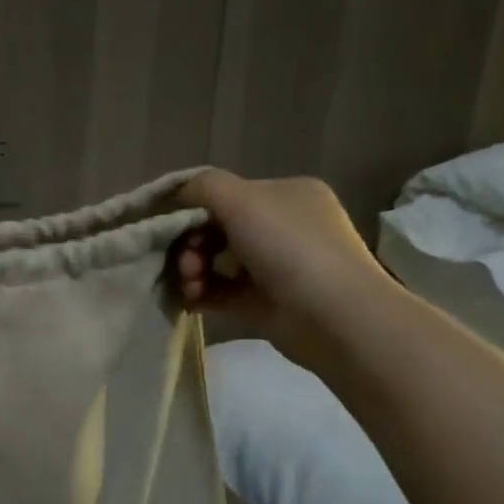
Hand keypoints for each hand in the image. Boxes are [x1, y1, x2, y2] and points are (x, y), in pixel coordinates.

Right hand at [169, 170, 400, 364]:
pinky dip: (202, 294)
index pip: (227, 194)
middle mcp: (284, 226)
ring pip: (217, 261)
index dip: (193, 208)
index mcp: (286, 194)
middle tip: (184, 263)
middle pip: (217, 228)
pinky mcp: (266, 302)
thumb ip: (201, 186)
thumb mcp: (240, 199)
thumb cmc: (289, 247)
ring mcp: (277, 266)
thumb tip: (176, 193)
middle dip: (190, 244)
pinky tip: (190, 300)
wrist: (334, 317)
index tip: (170, 226)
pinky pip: (222, 291)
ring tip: (190, 286)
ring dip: (192, 270)